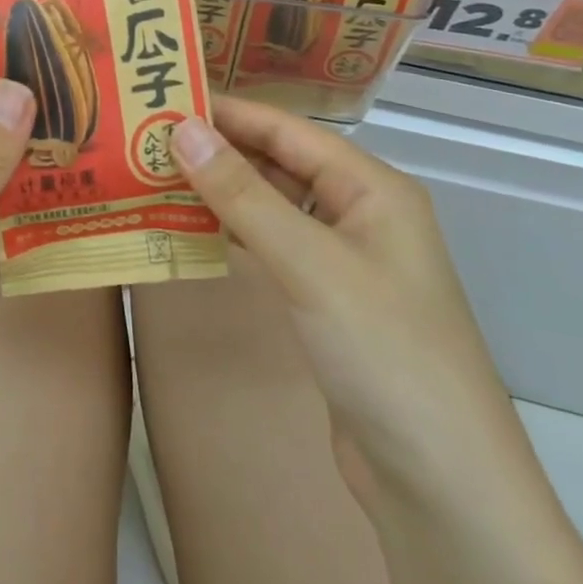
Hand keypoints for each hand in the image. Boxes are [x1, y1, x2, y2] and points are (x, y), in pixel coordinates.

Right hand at [171, 99, 535, 515]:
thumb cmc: (385, 353)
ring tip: (151, 175)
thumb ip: (243, 194)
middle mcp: (358, 213)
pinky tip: (185, 228)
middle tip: (142, 138)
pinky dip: (229, 232)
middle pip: (278, 163)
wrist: (440, 485)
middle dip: (215, 149)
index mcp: (371, 188)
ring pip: (270, 205)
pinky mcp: (322, 299)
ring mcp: (340, 259)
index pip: (287, 130)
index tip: (160, 99)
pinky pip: (268, 246)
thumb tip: (180, 129)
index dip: (226, 112)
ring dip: (217, 190)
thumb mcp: (310, 264)